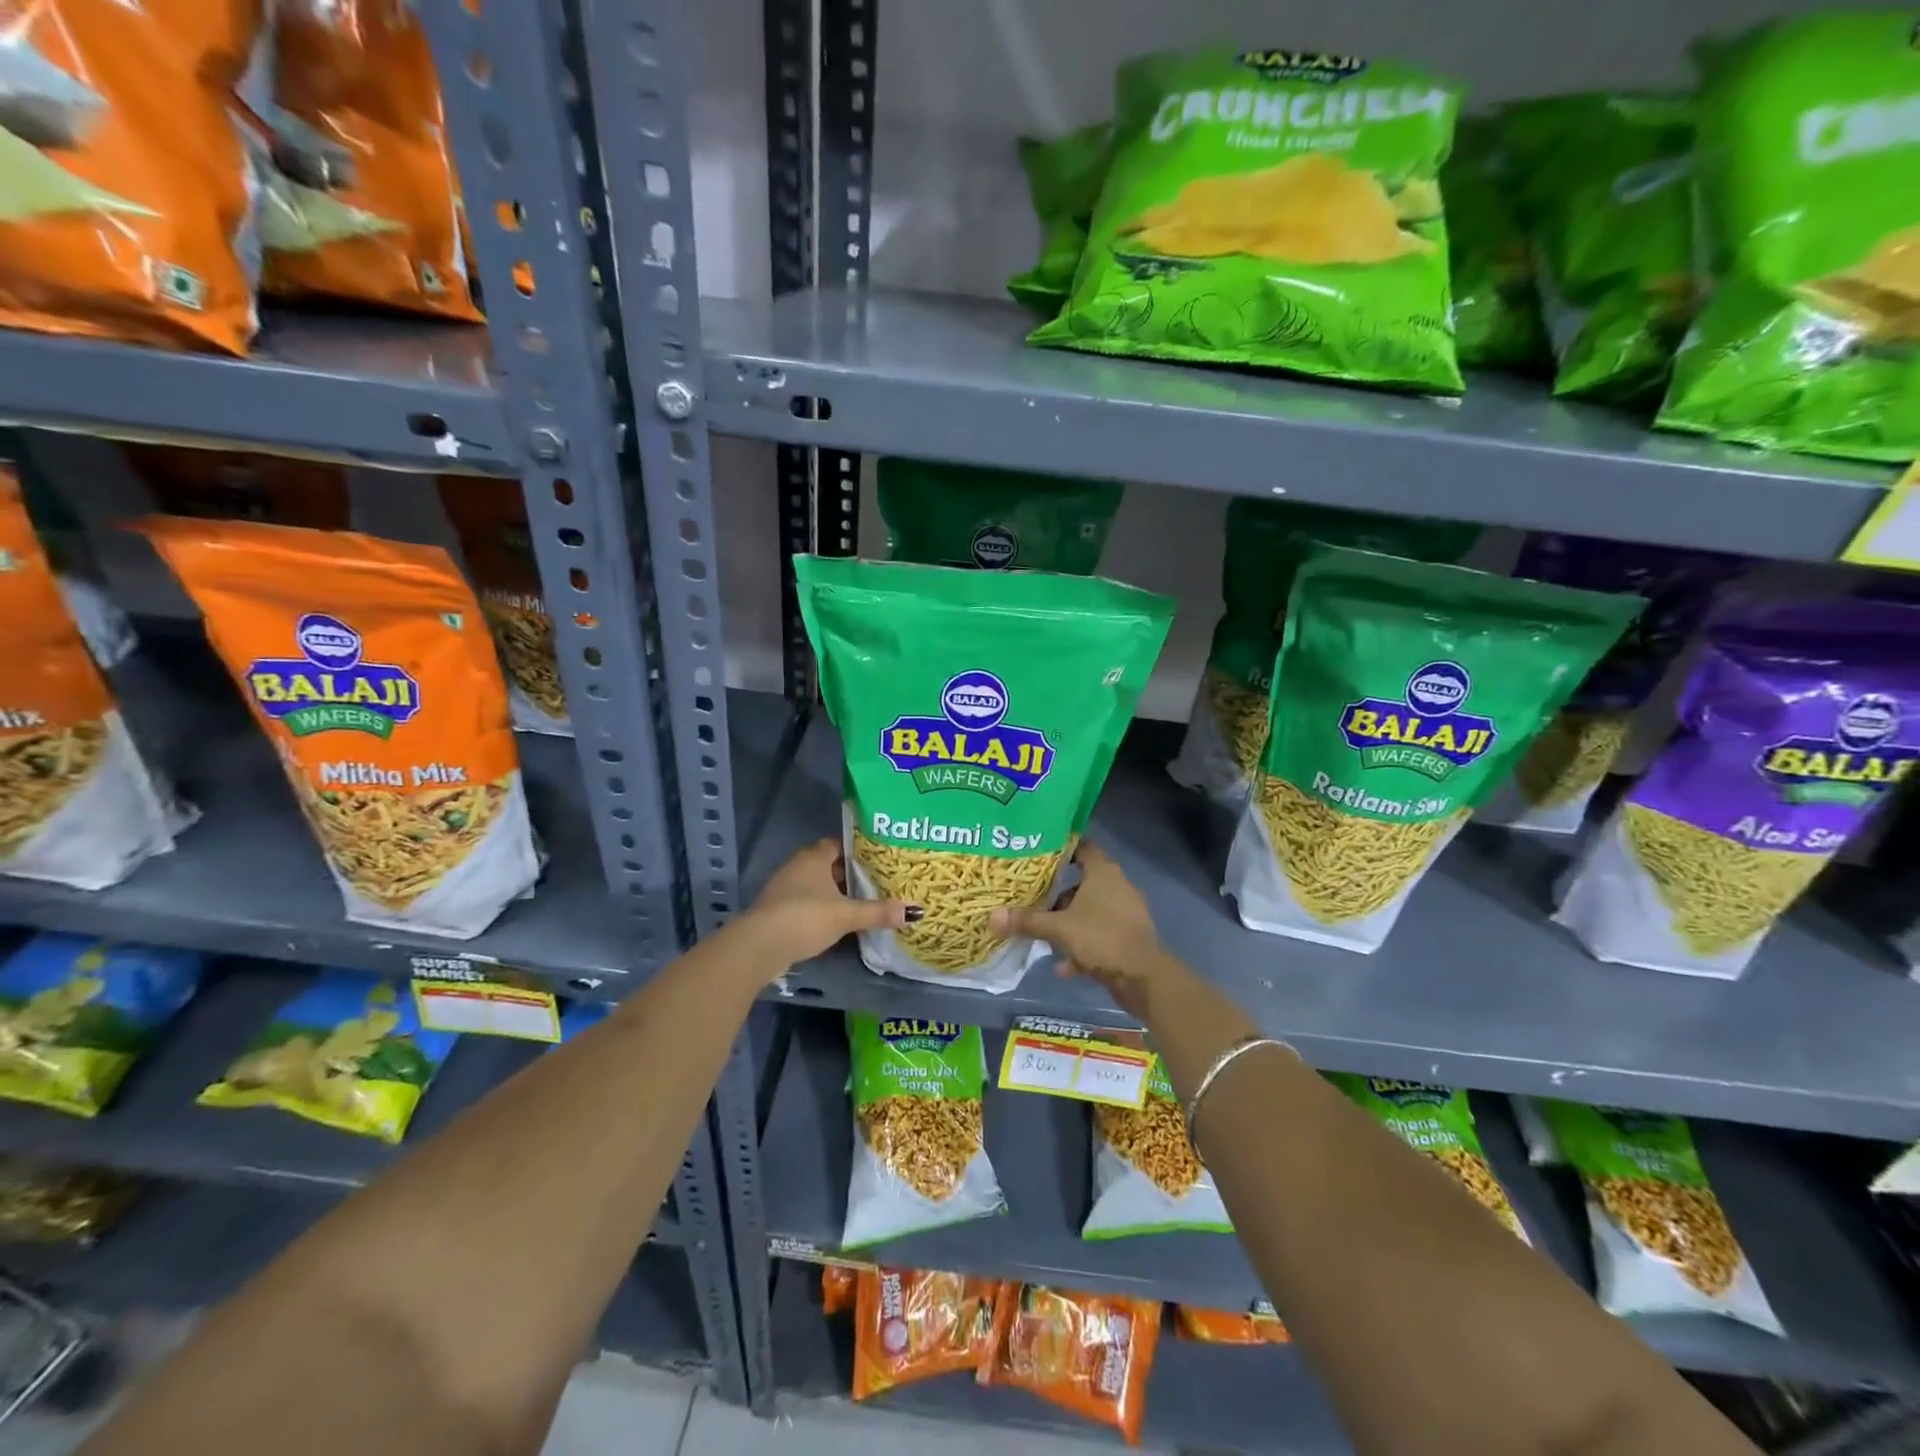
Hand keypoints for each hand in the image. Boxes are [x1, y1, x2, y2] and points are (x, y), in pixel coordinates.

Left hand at [732, 839, 907, 975]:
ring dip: (836, 893)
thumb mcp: (846, 915)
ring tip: (863, 902)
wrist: (759, 946)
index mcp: (814, 857)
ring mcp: (785, 888)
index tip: (879, 859)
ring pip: (818, 885)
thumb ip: (877, 912)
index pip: (839, 843)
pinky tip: (839, 921)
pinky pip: (808, 902)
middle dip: (850, 873)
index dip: (858, 850)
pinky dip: (823, 908)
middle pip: (829, 865)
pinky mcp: (779, 910)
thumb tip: (913, 911)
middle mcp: (798, 866)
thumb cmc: (804, 918)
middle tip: (878, 881)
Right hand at [989, 842, 1183, 1020]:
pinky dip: (1081, 946)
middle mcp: (1116, 886)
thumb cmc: (1102, 938)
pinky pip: (1097, 934)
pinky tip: (1064, 966)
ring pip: (1088, 911)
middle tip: (1029, 897)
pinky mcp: (1126, 937)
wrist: (1143, 978)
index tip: (1036, 854)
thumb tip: (991, 916)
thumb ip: (1027, 921)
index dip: (1060, 848)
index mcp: (1103, 872)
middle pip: (1080, 882)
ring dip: (1066, 923)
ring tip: (1042, 935)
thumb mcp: (1059, 929)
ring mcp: (1123, 912)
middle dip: (1055, 893)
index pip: (1081, 847)